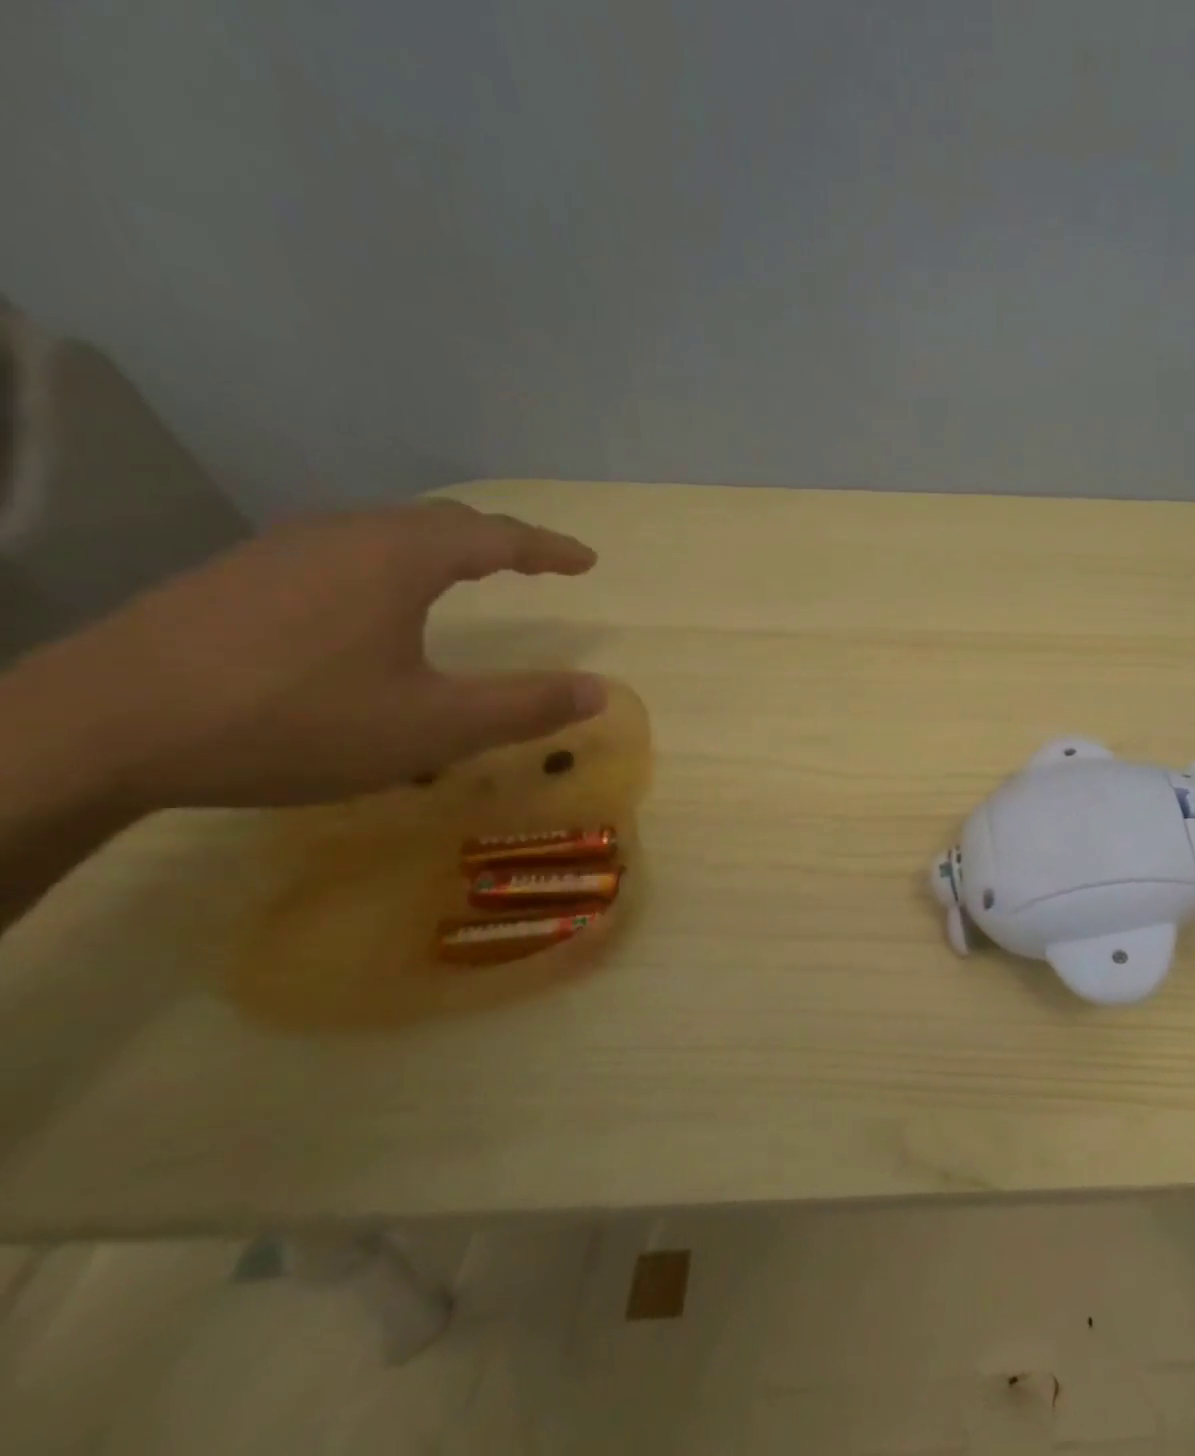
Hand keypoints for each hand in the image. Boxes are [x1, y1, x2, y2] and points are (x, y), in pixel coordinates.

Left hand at [20, 501, 606, 809]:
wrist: (101, 727)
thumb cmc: (296, 720)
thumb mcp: (434, 727)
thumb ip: (525, 707)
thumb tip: (601, 691)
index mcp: (398, 557)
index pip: (496, 536)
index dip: (549, 549)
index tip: (587, 561)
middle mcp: (342, 534)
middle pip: (441, 521)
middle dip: (500, 540)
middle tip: (537, 564)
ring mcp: (281, 550)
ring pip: (386, 531)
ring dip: (443, 548)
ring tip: (470, 575)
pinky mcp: (238, 575)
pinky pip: (344, 550)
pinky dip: (393, 562)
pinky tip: (378, 602)